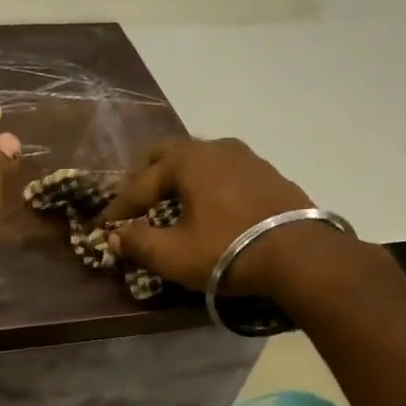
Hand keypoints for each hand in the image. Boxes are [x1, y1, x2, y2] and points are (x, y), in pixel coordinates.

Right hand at [105, 136, 330, 296]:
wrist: (301, 256)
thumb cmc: (228, 251)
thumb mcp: (174, 255)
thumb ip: (138, 243)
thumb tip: (115, 237)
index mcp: (187, 161)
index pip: (140, 183)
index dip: (119, 208)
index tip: (103, 227)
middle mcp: (215, 149)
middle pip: (168, 155)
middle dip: (146, 178)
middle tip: (134, 202)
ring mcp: (246, 158)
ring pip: (199, 160)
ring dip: (178, 179)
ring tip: (170, 202)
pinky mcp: (268, 174)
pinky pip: (224, 172)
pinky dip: (206, 185)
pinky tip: (209, 206)